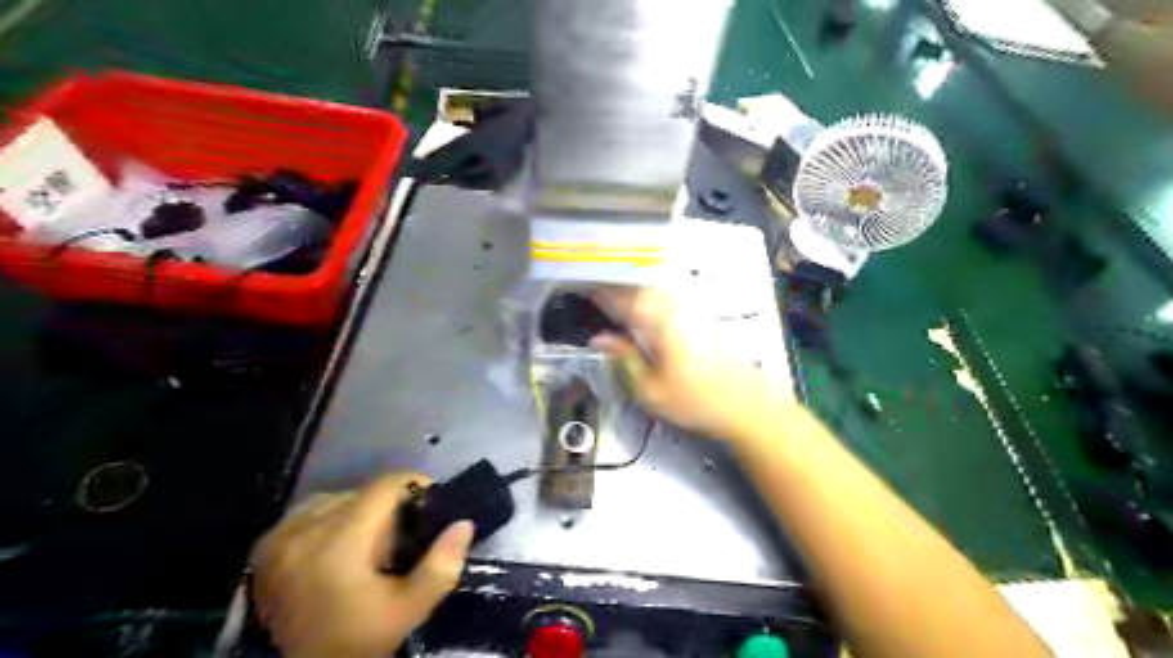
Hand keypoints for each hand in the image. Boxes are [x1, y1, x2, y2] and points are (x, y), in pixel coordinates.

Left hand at [249, 472, 473, 656]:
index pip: (385, 485)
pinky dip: (328, 520)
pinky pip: (307, 512)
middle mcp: (306, 529)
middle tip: (399, 540)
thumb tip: (463, 523)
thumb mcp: (410, 609)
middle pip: (362, 492)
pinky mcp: (264, 547)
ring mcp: (280, 537)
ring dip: (358, 512)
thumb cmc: (358, 641)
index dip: (414, 486)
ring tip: (367, 544)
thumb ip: (441, 566)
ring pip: (335, 499)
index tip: (429, 505)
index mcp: (341, 542)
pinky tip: (334, 546)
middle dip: (387, 508)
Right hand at [593, 286, 780, 436]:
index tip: (587, 290)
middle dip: (619, 289)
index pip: (623, 299)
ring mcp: (693, 310)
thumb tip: (600, 339)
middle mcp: (676, 308)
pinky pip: (671, 299)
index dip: (603, 293)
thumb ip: (624, 358)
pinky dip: (653, 300)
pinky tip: (649, 312)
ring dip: (636, 293)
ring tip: (620, 303)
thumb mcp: (651, 389)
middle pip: (640, 288)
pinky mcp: (704, 317)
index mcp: (659, 322)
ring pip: (657, 291)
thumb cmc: (696, 401)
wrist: (748, 404)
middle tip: (601, 294)